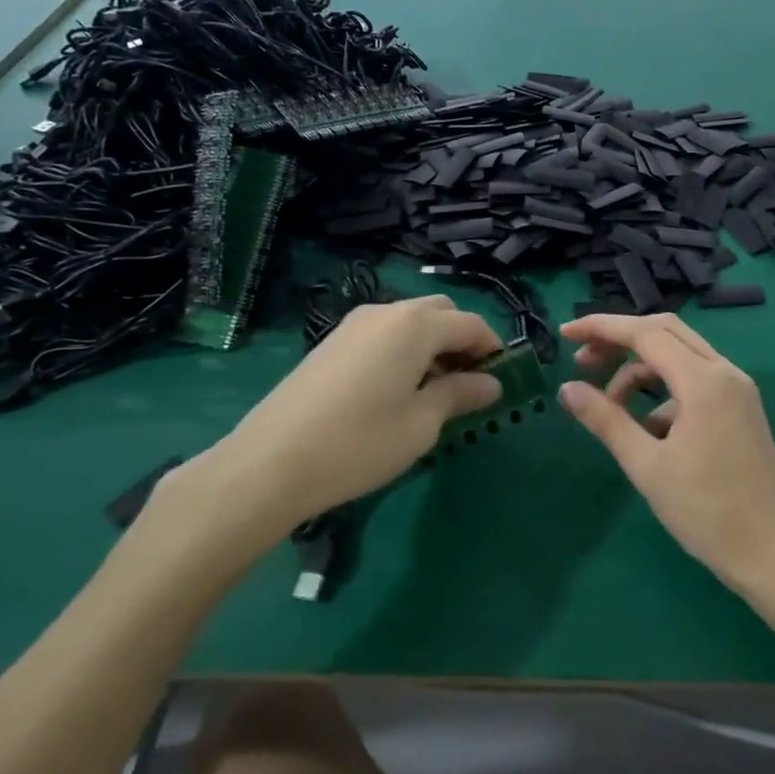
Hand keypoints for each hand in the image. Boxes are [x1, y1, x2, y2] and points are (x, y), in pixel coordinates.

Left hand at [166, 297, 504, 542]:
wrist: (271, 462)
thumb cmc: (360, 443)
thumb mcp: (421, 424)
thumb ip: (460, 394)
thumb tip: (491, 383)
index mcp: (415, 325)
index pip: (471, 324)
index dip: (494, 349)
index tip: (503, 381)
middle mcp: (386, 312)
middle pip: (440, 313)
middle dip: (462, 341)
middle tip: (469, 384)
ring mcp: (354, 324)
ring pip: (410, 321)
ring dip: (433, 345)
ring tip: (434, 392)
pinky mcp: (332, 342)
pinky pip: (384, 334)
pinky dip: (404, 350)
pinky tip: (398, 390)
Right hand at [558, 313, 774, 591]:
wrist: (772, 555)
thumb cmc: (706, 511)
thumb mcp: (646, 465)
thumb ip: (605, 420)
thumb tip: (568, 389)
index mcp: (704, 381)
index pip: (645, 333)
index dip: (601, 328)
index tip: (565, 333)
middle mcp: (725, 373)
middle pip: (665, 333)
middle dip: (620, 341)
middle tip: (582, 360)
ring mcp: (737, 391)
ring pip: (680, 357)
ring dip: (640, 371)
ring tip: (609, 406)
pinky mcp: (741, 409)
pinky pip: (695, 383)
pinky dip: (664, 394)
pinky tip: (647, 431)